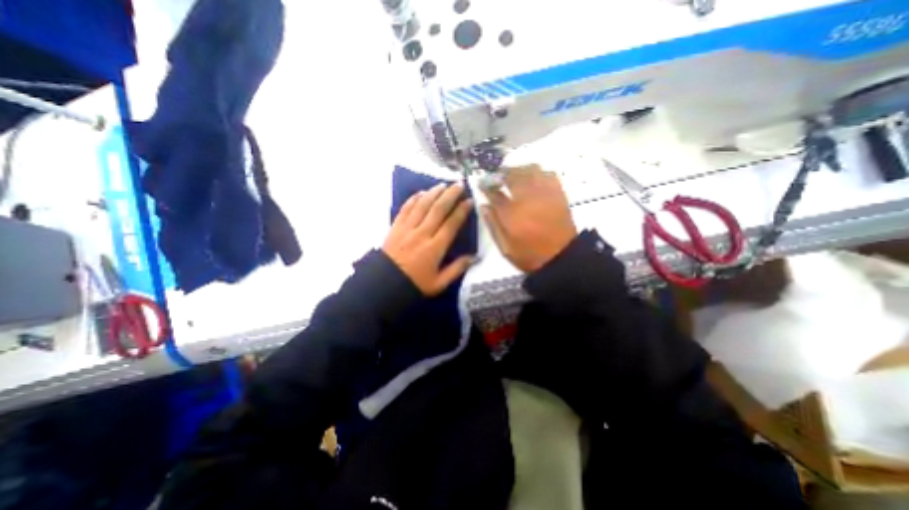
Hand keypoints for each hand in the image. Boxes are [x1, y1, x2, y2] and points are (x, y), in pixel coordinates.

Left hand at [380, 181, 476, 293]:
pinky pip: (405, 209)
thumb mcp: (439, 283)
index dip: (462, 211)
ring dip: (433, 193)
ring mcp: (407, 229)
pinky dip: (413, 199)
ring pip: (422, 205)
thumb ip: (457, 269)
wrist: (384, 285)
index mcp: (435, 248)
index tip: (469, 201)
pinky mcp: (395, 227)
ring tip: (443, 185)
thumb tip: (474, 257)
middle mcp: (422, 234)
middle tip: (459, 185)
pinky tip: (421, 193)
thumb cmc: (415, 284)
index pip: (451, 224)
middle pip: (438, 209)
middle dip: (450, 195)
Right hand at [482, 165, 573, 272]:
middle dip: (501, 172)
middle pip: (512, 175)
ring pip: (531, 170)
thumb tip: (484, 205)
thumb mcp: (505, 247)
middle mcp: (527, 200)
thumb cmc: (529, 255)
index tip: (481, 183)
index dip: (486, 185)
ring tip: (514, 174)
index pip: (494, 193)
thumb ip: (492, 225)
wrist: (561, 258)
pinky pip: (548, 174)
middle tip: (496, 175)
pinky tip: (533, 178)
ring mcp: (544, 195)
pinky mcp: (558, 194)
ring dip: (519, 169)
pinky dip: (538, 172)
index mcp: (511, 215)